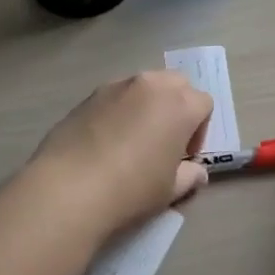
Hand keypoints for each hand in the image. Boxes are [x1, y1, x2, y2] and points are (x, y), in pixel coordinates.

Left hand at [26, 71, 213, 240]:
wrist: (70, 187)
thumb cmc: (132, 189)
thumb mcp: (170, 190)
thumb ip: (189, 176)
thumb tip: (196, 172)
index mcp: (180, 104)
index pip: (204, 103)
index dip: (200, 130)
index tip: (184, 157)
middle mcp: (152, 85)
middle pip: (177, 84)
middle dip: (177, 107)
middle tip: (164, 141)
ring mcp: (118, 85)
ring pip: (145, 85)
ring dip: (148, 105)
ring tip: (133, 140)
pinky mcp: (90, 93)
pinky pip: (117, 94)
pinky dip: (120, 109)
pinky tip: (106, 140)